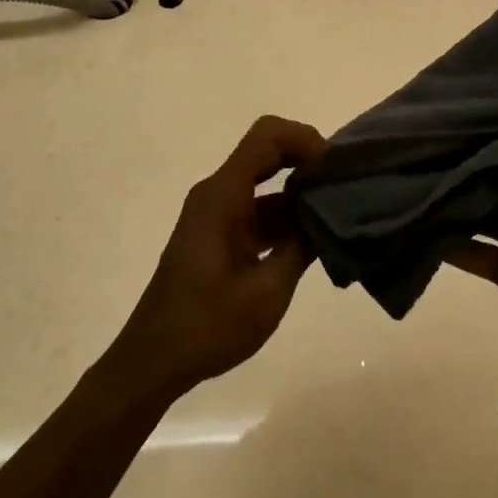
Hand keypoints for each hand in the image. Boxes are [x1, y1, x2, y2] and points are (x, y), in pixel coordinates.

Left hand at [108, 115, 325, 401]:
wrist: (154, 361)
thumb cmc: (208, 325)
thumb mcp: (268, 291)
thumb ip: (302, 246)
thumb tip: (332, 215)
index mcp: (223, 195)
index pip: (267, 137)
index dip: (304, 138)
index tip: (334, 165)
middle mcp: (217, 193)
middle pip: (266, 152)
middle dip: (306, 159)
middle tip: (343, 182)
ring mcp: (215, 213)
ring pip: (263, 182)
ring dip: (298, 192)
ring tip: (338, 213)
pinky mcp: (217, 233)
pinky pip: (256, 208)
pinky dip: (284, 216)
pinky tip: (313, 240)